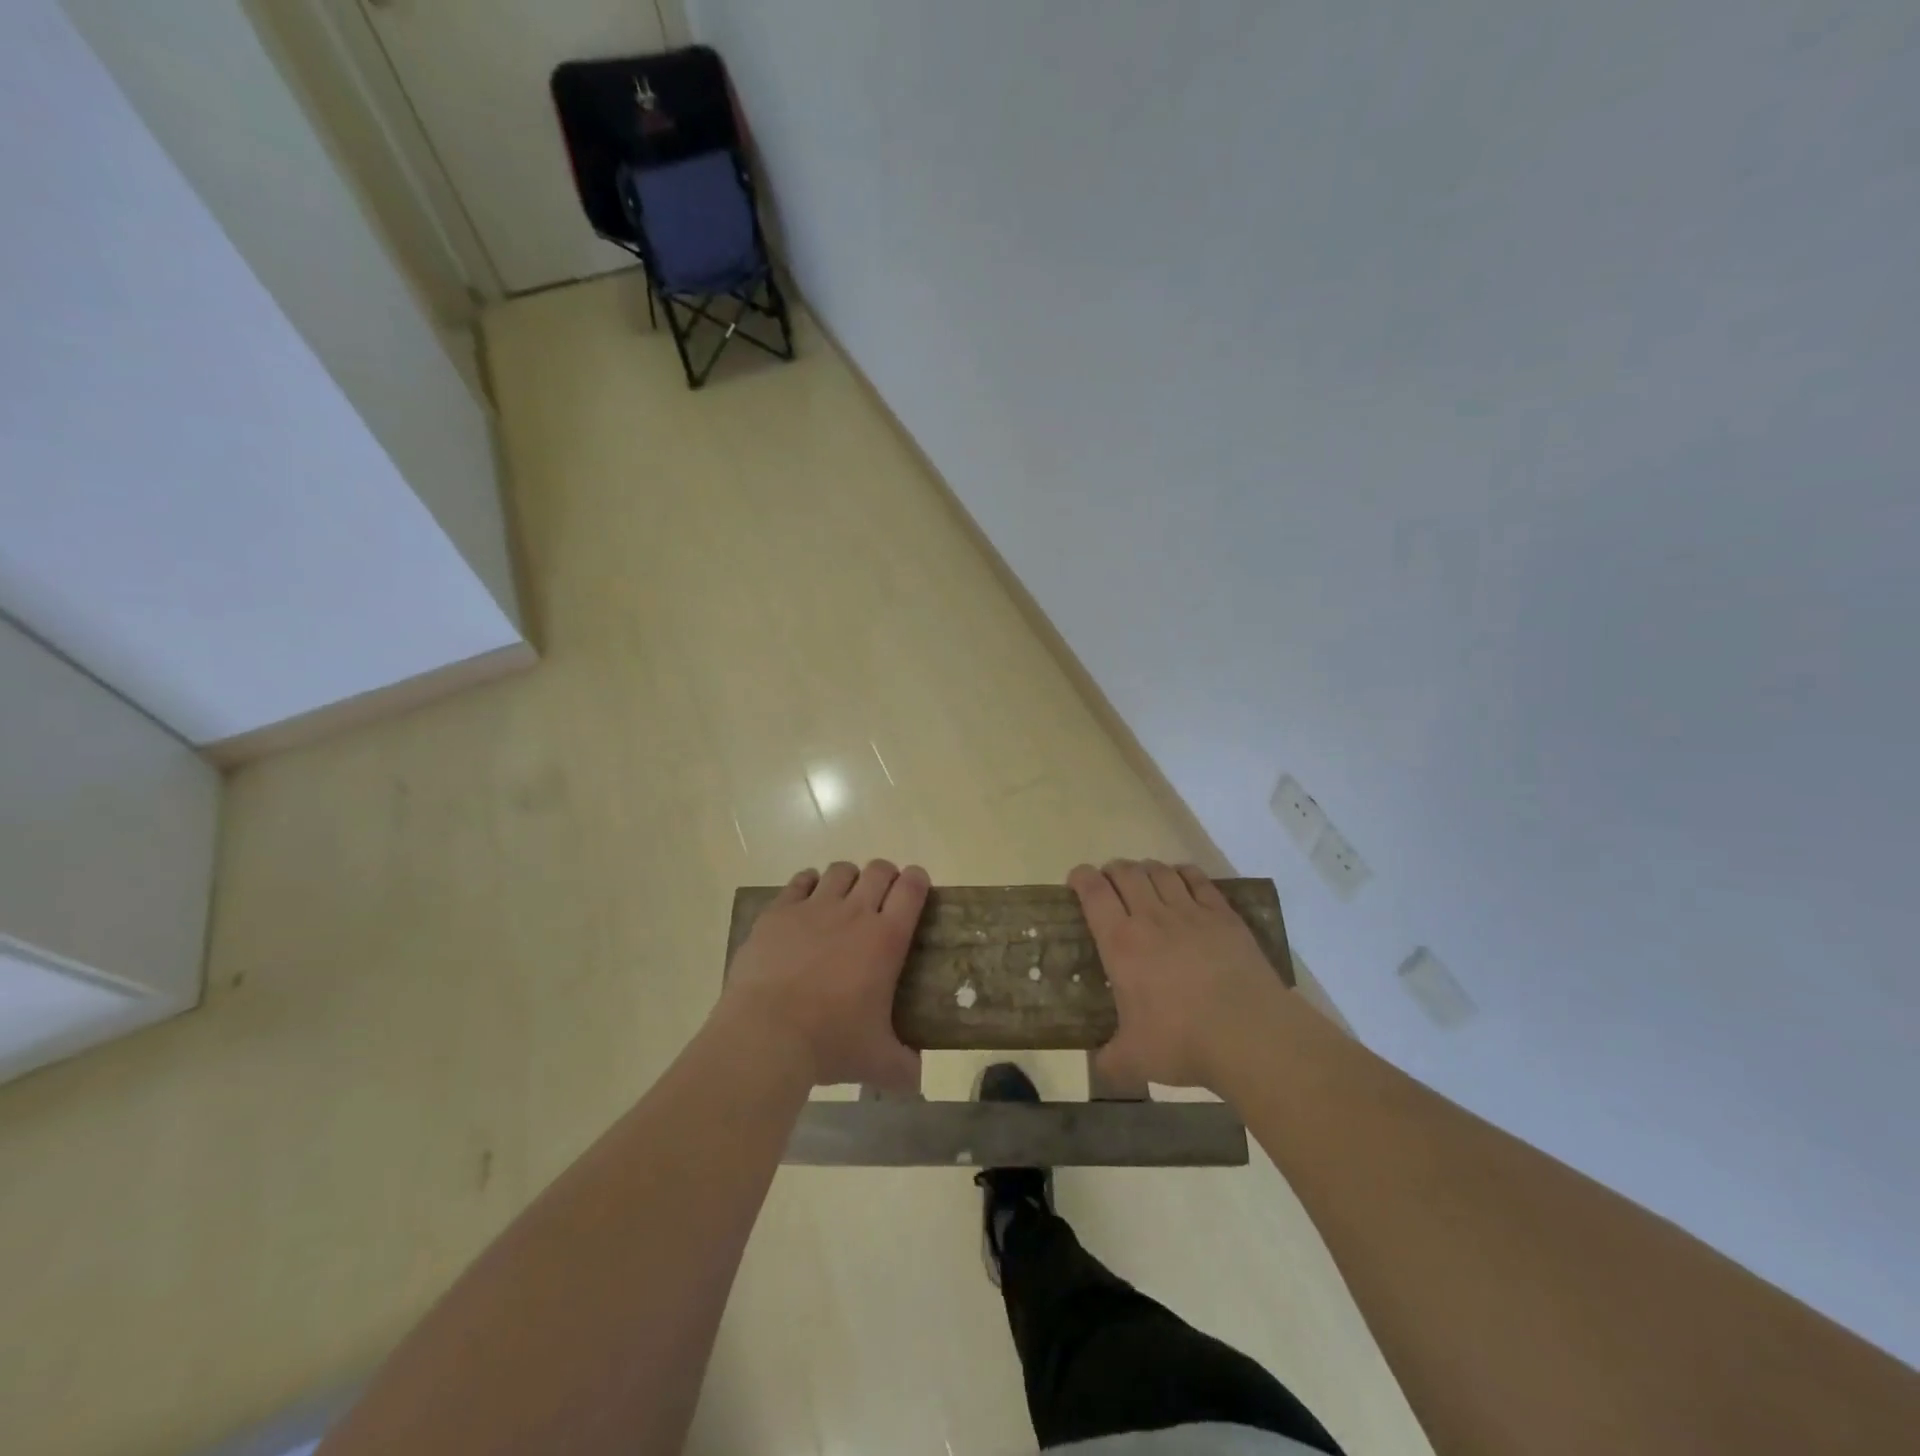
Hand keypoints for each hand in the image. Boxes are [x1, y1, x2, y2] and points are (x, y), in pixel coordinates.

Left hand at [717, 859, 928, 1090]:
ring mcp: (814, 908)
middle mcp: (854, 912)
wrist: (766, 1036)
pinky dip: (808, 884)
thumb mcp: (876, 1062)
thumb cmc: (829, 1043)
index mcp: (886, 939)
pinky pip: (800, 881)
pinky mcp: (779, 912)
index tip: (917, 886)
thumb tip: (916, 1079)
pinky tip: (806, 898)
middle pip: (878, 871)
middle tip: (881, 898)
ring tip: (843, 898)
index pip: (912, 889)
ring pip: (840, 871)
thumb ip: (903, 1067)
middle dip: (886, 876)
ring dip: (848, 878)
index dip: (918, 881)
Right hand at [1070, 859, 1285, 1090]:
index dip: (1081, 877)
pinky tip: (1182, 879)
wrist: (1250, 1035)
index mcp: (1121, 943)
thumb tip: (1101, 1067)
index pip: (1094, 892)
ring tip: (1143, 880)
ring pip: (1160, 872)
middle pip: (1126, 873)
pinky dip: (1183, 873)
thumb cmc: (1183, 1042)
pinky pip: (1198, 880)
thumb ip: (1111, 1060)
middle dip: (1112, 871)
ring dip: (1145, 869)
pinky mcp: (1224, 916)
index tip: (1076, 879)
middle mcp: (1152, 918)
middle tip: (1110, 884)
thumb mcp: (1135, 1060)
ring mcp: (1191, 913)